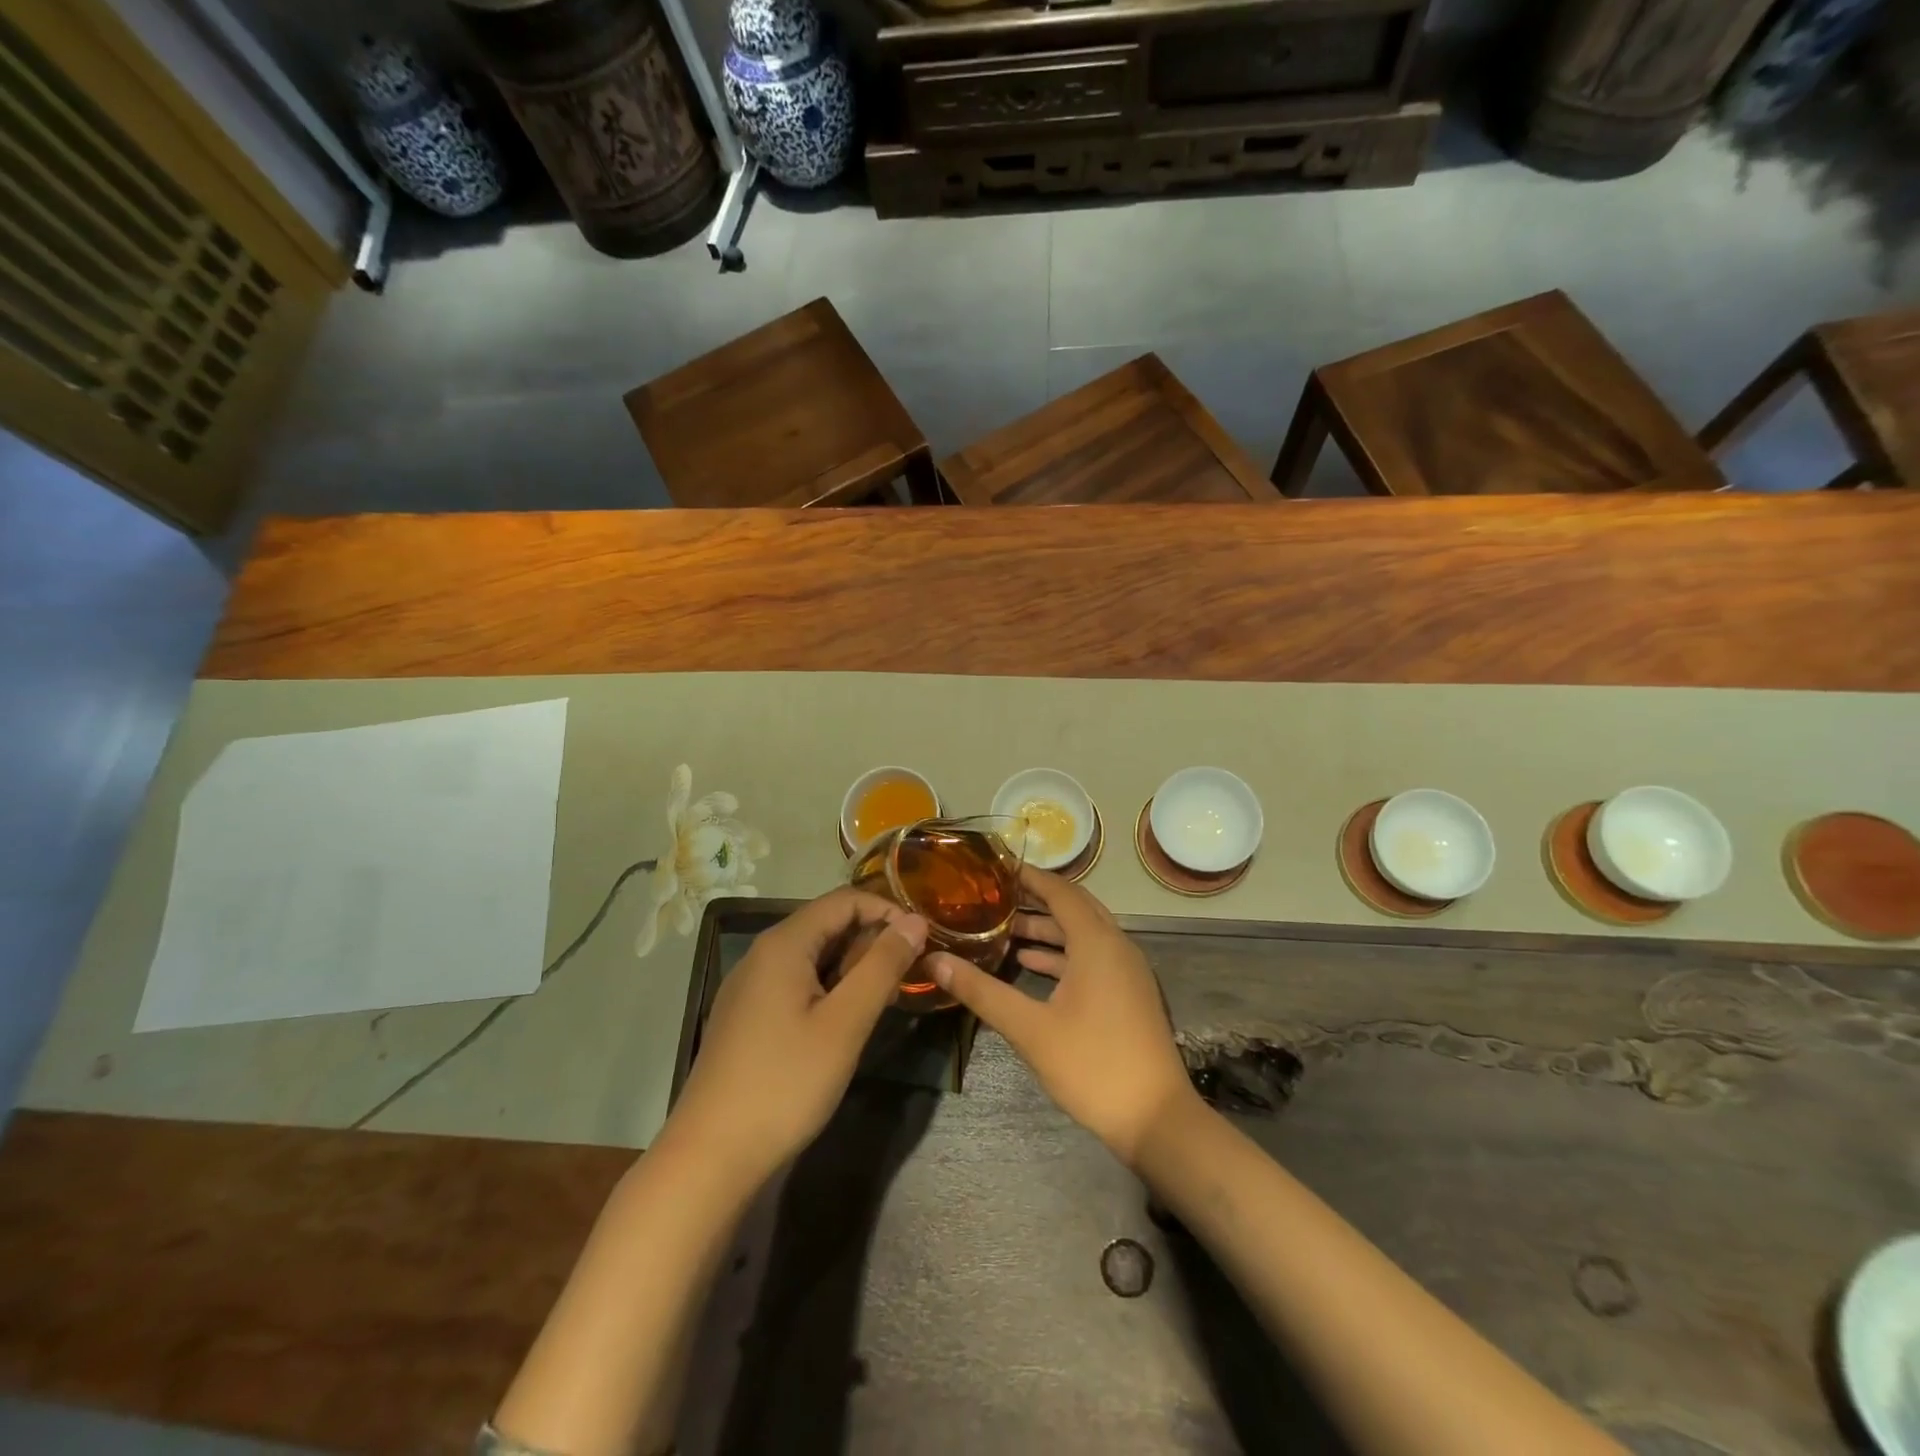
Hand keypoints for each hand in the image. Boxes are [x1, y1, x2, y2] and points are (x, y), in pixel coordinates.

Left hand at [665, 889, 928, 1188]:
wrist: (710, 1158)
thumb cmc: (785, 1083)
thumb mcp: (845, 1023)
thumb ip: (883, 966)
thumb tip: (914, 920)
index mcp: (784, 944)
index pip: (845, 900)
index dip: (888, 911)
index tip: (923, 939)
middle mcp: (763, 954)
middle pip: (827, 925)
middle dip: (872, 941)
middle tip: (909, 976)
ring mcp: (750, 986)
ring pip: (813, 956)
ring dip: (853, 968)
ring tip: (885, 1000)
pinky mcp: (747, 1016)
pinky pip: (797, 982)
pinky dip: (829, 988)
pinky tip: (846, 1022)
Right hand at [928, 868, 1195, 1167]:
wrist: (1156, 1119)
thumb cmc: (1092, 1065)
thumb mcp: (1030, 1029)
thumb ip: (983, 992)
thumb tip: (936, 962)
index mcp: (1097, 943)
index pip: (1060, 892)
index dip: (1029, 877)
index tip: (996, 866)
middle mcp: (1116, 946)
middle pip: (1074, 908)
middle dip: (1035, 900)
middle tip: (995, 895)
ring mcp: (1125, 971)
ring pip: (1083, 934)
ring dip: (1047, 929)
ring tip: (1003, 929)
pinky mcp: (1127, 994)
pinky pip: (1091, 957)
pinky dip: (1061, 954)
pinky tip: (1030, 964)